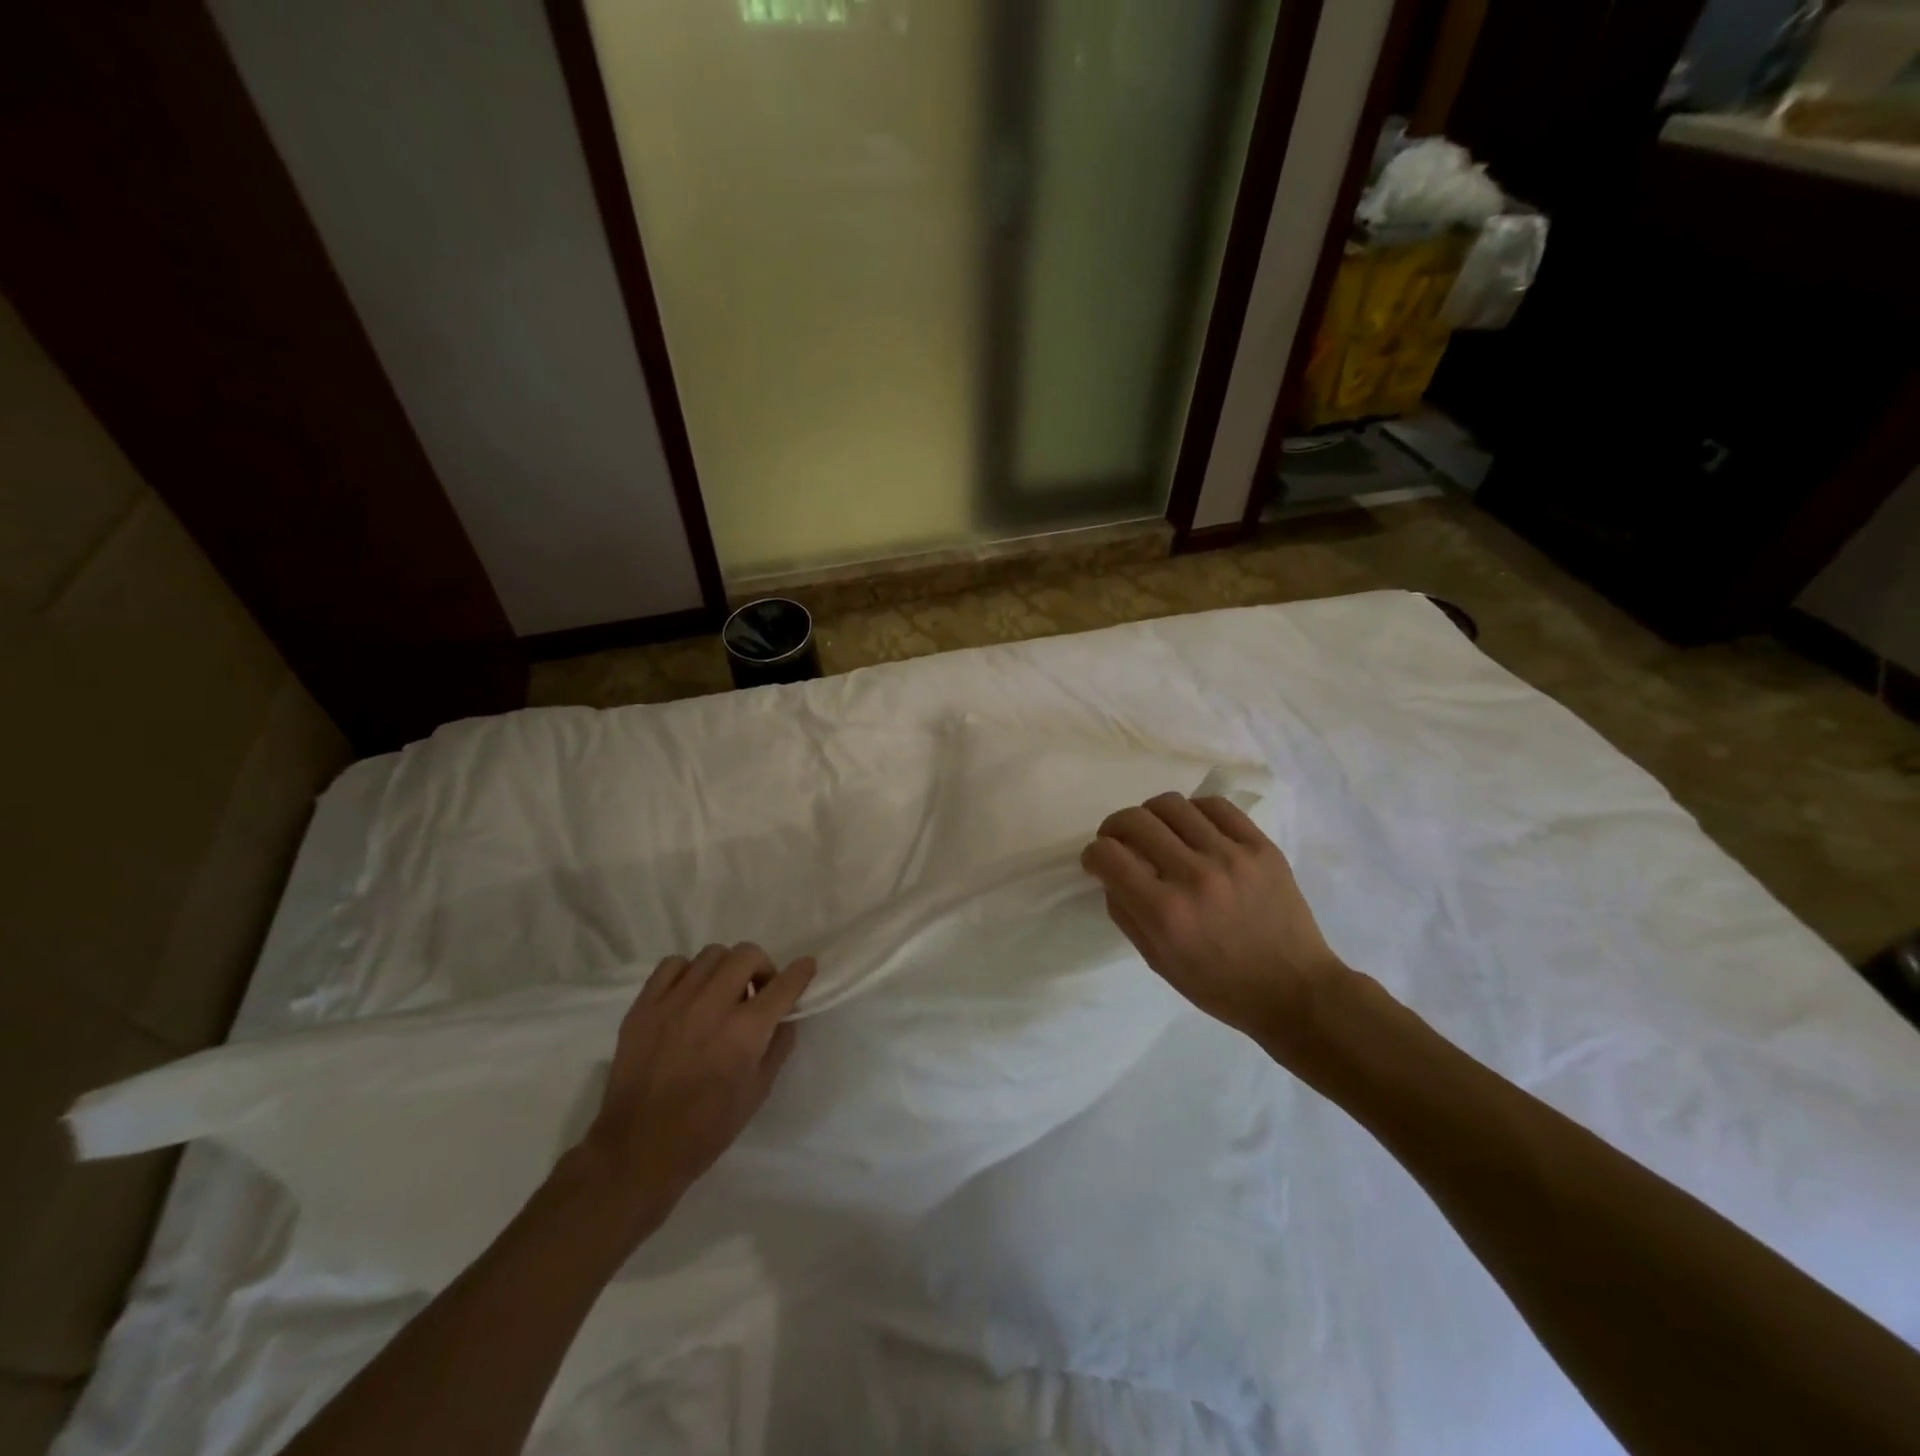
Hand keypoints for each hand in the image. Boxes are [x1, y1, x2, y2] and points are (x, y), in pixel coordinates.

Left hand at [577, 943, 814, 1239]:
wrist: (639, 1149)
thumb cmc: (708, 1127)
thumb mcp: (759, 1090)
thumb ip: (779, 1044)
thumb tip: (786, 1013)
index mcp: (745, 1031)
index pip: (783, 984)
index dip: (801, 972)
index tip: (806, 968)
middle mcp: (711, 1006)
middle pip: (747, 954)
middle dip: (762, 967)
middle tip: (758, 991)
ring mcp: (674, 1002)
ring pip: (712, 954)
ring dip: (726, 969)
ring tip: (721, 994)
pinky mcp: (644, 1006)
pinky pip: (673, 965)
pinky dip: (688, 973)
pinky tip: (689, 995)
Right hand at [1082, 794, 1347, 1054]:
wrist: (1295, 991)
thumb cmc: (1219, 986)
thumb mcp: (1157, 961)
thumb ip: (1125, 912)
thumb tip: (1111, 872)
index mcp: (1165, 913)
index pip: (1108, 855)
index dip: (1093, 854)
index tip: (1098, 862)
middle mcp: (1194, 876)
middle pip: (1134, 820)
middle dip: (1114, 828)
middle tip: (1120, 841)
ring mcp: (1231, 857)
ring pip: (1171, 804)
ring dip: (1151, 815)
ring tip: (1158, 832)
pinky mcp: (1261, 847)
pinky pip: (1215, 806)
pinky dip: (1193, 811)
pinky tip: (1193, 828)